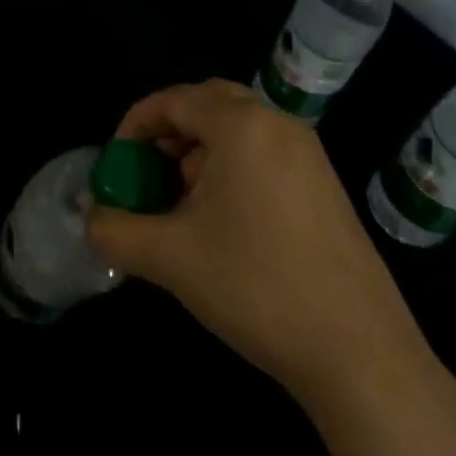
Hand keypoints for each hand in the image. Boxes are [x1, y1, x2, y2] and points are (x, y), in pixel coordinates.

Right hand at [87, 80, 430, 405]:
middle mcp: (278, 125)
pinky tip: (222, 221)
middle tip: (147, 171)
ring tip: (180, 203)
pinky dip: (231, 167)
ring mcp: (308, 154)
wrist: (361, 355)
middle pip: (208, 103)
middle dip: (169, 131)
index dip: (135, 125)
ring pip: (238, 128)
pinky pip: (263, 153)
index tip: (117, 164)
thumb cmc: (256, 287)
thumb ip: (116, 229)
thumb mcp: (169, 257)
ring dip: (199, 151)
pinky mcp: (325, 186)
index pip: (173, 100)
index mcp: (241, 126)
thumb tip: (94, 220)